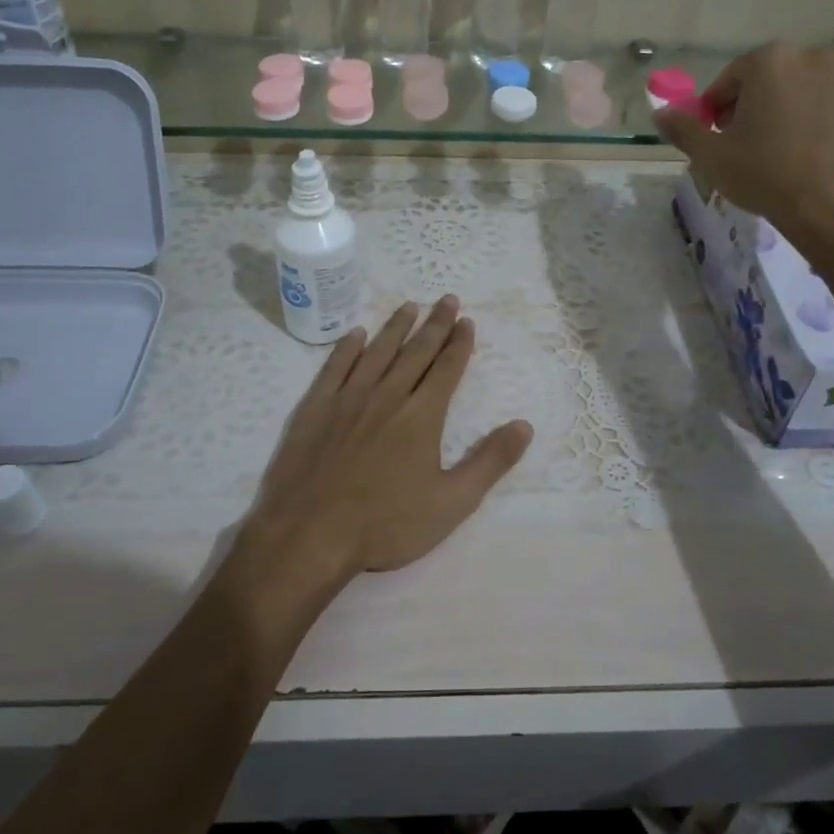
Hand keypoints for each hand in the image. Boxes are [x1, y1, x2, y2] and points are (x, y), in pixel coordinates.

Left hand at [236, 297, 532, 596]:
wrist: (309, 534)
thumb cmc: (385, 524)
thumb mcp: (451, 502)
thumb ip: (490, 461)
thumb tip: (524, 425)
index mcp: (421, 417)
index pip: (446, 370)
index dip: (459, 344)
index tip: (467, 321)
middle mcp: (387, 396)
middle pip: (415, 352)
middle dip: (434, 324)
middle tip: (447, 299)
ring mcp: (347, 399)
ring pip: (377, 352)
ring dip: (395, 327)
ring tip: (409, 306)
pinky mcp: (315, 408)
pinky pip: (334, 368)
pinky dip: (346, 348)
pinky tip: (355, 334)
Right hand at [655, 42, 833, 263]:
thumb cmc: (766, 176)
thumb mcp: (711, 157)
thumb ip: (683, 129)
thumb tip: (661, 113)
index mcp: (772, 62)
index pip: (734, 77)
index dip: (720, 106)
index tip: (718, 133)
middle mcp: (819, 58)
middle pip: (780, 79)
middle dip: (765, 105)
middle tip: (757, 145)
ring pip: (820, 94)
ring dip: (805, 113)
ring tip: (798, 154)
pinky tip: (833, 159)